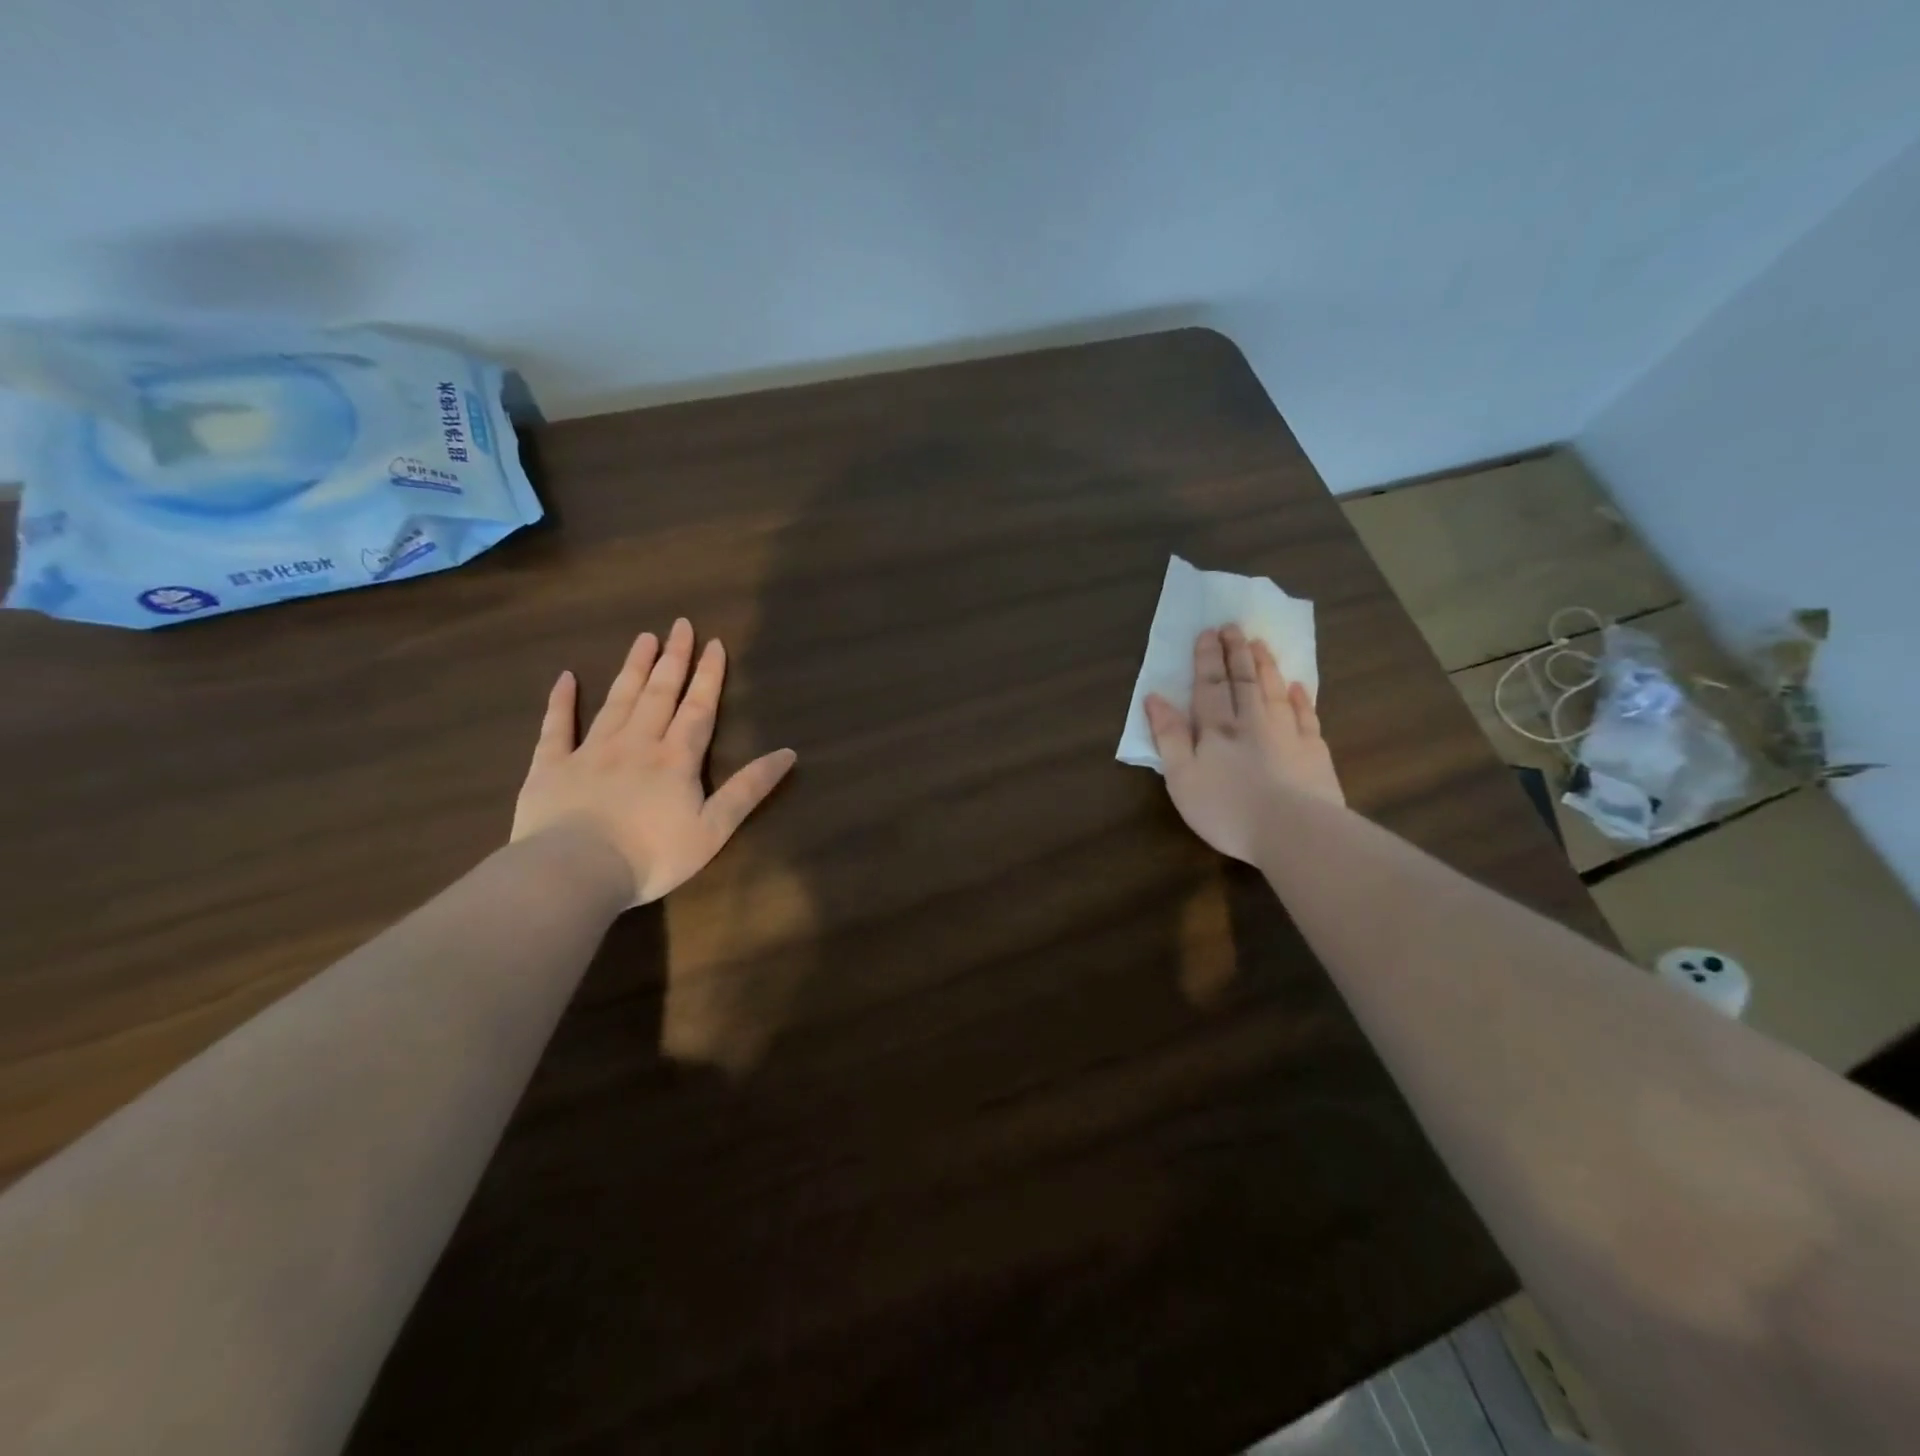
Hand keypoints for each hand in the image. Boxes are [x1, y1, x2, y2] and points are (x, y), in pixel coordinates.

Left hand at [511, 619, 797, 904]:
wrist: (576, 872)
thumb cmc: (652, 855)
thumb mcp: (714, 829)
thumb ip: (749, 789)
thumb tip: (788, 753)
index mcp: (676, 759)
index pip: (698, 708)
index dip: (709, 676)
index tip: (714, 643)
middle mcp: (636, 743)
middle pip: (659, 694)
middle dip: (673, 659)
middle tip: (679, 625)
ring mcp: (591, 751)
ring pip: (617, 701)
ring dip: (633, 669)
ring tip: (643, 638)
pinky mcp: (551, 766)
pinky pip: (556, 727)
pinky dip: (560, 701)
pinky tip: (565, 678)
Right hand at [1144, 624, 1343, 861]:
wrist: (1294, 831)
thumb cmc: (1227, 809)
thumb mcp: (1182, 777)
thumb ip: (1169, 736)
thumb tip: (1154, 698)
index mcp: (1217, 729)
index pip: (1210, 685)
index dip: (1207, 658)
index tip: (1208, 632)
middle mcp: (1252, 722)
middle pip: (1243, 680)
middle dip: (1236, 652)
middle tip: (1234, 626)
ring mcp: (1287, 734)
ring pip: (1274, 690)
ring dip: (1265, 666)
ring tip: (1260, 644)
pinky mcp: (1314, 752)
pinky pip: (1306, 716)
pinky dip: (1301, 698)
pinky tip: (1298, 686)